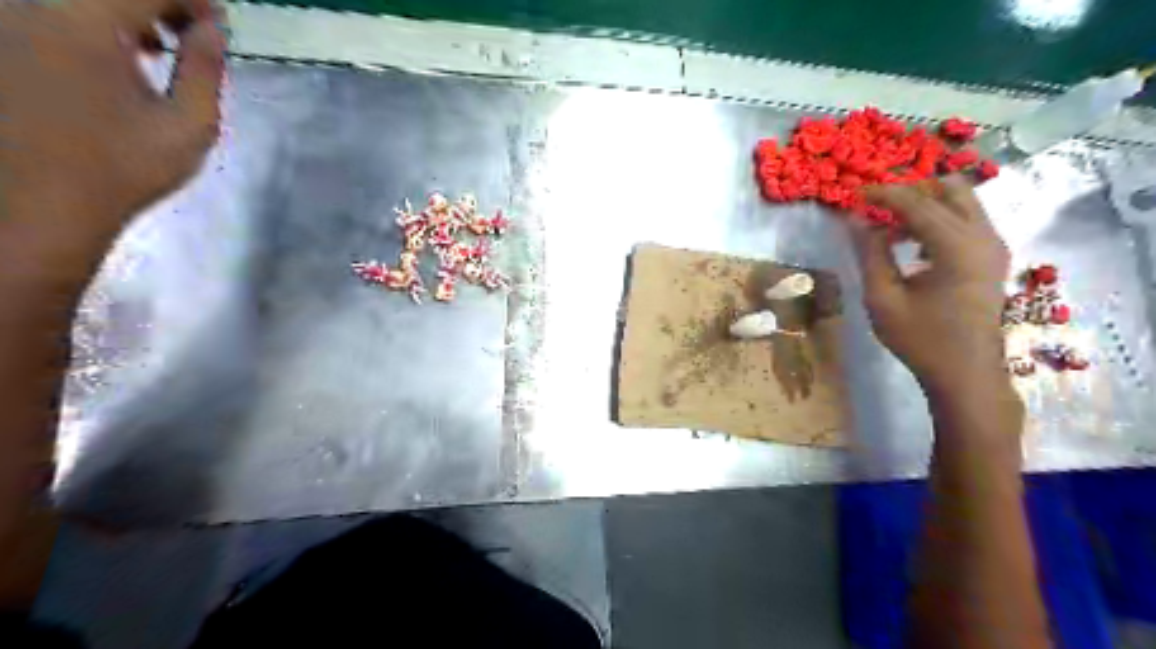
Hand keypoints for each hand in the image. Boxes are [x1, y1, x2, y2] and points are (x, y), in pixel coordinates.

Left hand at [1, 0, 225, 237]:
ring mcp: (9, 19)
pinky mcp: (4, 38)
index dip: (192, 0)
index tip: (219, 25)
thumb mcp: (189, 125)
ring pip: (80, 0)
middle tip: (195, 35)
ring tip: (160, 48)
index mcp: (84, 22)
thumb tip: (214, 29)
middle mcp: (34, 5)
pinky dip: (94, 23)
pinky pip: (53, 12)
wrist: (41, 201)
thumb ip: (205, 70)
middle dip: (162, 5)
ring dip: (127, 13)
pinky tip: (118, 54)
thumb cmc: (125, 167)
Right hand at [848, 174, 1012, 392]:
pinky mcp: (993, 257)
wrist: (965, 373)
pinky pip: (967, 221)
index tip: (855, 195)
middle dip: (912, 190)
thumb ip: (870, 254)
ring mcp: (993, 246)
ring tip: (891, 229)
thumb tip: (856, 220)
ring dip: (925, 205)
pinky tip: (913, 245)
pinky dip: (938, 220)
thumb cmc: (920, 339)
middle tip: (878, 206)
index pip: (917, 203)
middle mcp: (983, 237)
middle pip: (951, 189)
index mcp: (957, 247)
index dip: (884, 195)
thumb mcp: (882, 298)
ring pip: (962, 202)